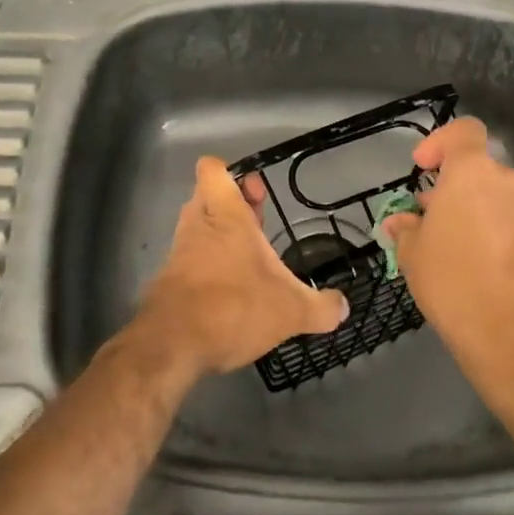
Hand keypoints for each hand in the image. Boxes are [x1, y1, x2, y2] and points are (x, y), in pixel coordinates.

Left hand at [132, 157, 348, 377]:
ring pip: (199, 227)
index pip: (212, 169)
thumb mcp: (291, 310)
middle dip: (233, 204)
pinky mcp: (169, 280)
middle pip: (209, 196)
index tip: (254, 188)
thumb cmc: (234, 306)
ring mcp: (180, 252)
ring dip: (221, 235)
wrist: (173, 345)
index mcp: (226, 214)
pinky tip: (231, 289)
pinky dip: (208, 265)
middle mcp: (199, 224)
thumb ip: (320, 307)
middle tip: (260, 219)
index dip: (230, 172)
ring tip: (250, 257)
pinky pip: (191, 259)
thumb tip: (343, 307)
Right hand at [382, 118, 513, 382]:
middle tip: (434, 221)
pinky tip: (487, 270)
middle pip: (481, 172)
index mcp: (473, 173)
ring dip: (480, 213)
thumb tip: (400, 222)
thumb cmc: (456, 285)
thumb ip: (406, 230)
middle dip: (456, 190)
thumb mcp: (414, 256)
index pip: (464, 132)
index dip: (441, 142)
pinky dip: (503, 235)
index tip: (424, 168)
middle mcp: (512, 181)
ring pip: (502, 199)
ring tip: (460, 250)